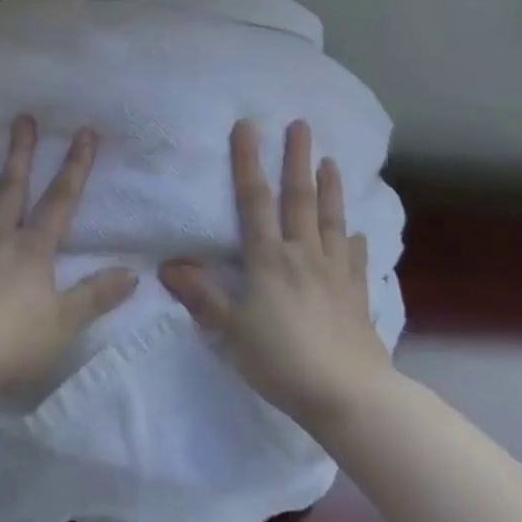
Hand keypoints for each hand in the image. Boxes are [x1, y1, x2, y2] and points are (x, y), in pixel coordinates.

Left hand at [0, 116, 137, 419]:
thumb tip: (132, 273)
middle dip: (19, 155)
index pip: (60, 201)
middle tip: (21, 119)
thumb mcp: (65, 324)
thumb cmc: (13, 343)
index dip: (75, 166)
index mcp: (32, 251)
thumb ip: (96, 296)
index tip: (84, 132)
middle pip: (11, 192)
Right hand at [160, 119, 391, 430]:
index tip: (249, 126)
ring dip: (330, 188)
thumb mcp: (230, 332)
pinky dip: (353, 242)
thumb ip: (200, 296)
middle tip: (302, 125)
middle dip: (297, 159)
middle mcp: (303, 254)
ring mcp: (335, 273)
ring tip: (332, 161)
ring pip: (331, 220)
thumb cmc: (281, 361)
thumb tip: (165, 265)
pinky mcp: (357, 295)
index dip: (249, 161)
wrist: (349, 396)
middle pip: (299, 198)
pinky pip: (354, 260)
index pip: (255, 200)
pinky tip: (356, 233)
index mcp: (270, 258)